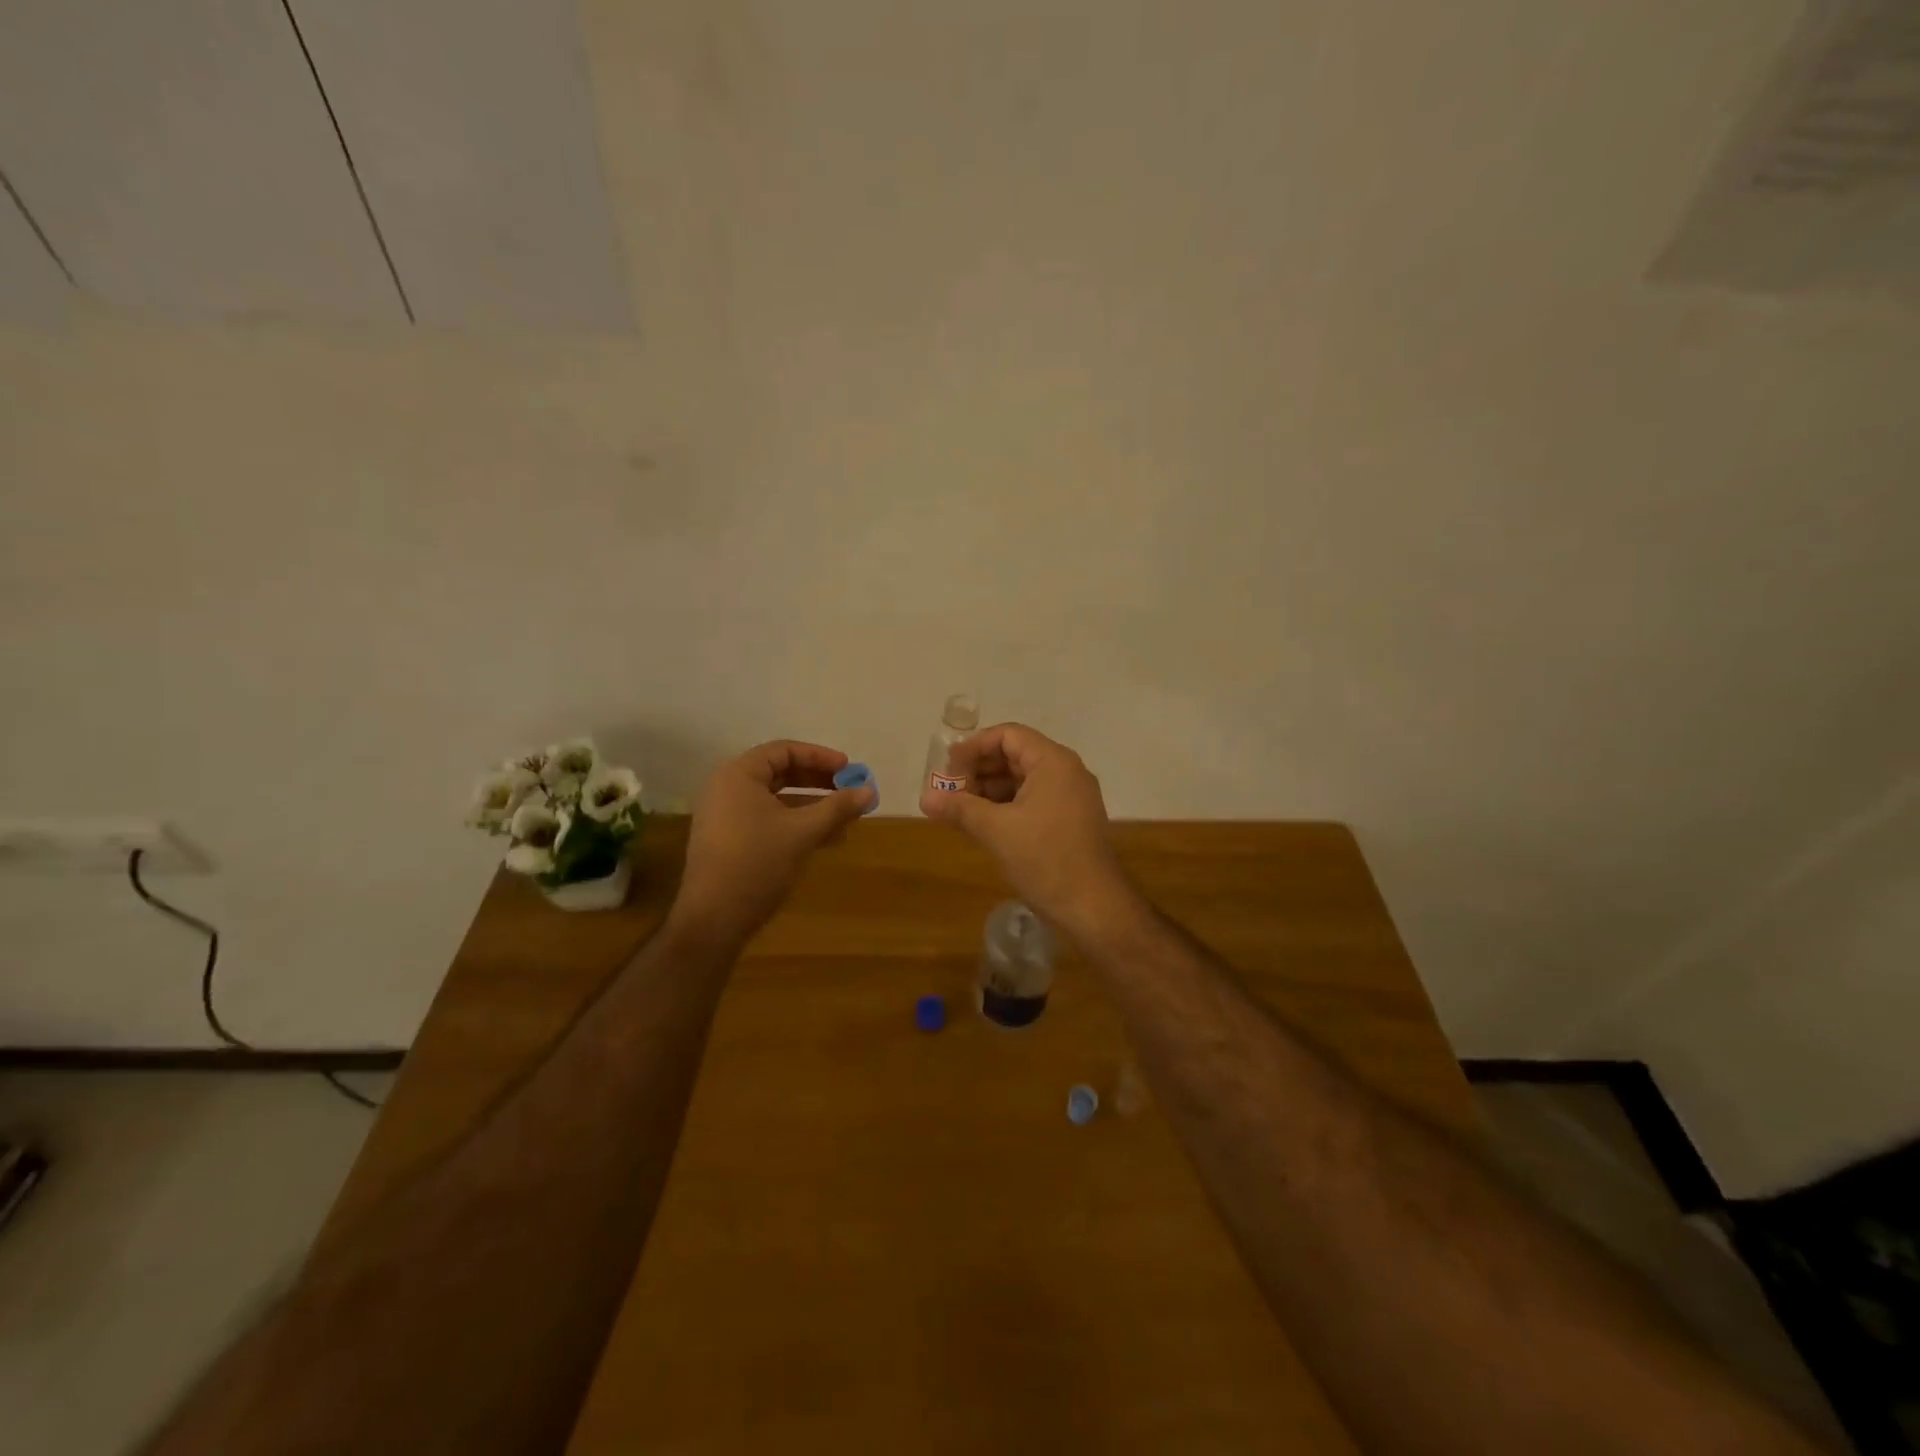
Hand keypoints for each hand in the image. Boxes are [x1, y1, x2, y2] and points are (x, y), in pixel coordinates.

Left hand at [673, 741, 874, 940]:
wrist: (713, 919)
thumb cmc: (757, 864)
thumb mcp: (803, 832)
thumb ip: (837, 807)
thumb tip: (870, 790)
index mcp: (739, 775)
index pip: (784, 751)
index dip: (820, 757)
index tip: (849, 769)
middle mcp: (728, 789)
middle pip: (780, 773)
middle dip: (819, 782)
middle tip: (849, 791)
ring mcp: (726, 816)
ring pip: (777, 800)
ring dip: (812, 806)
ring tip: (845, 819)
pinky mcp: (729, 840)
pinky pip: (768, 820)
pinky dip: (796, 824)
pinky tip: (825, 839)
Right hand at [918, 723, 1136, 935]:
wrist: (1093, 907)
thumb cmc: (1045, 859)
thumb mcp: (996, 830)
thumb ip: (959, 808)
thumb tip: (925, 798)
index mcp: (1053, 762)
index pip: (1008, 735)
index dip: (974, 747)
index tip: (947, 769)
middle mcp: (1066, 772)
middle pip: (1015, 755)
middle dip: (978, 771)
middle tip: (949, 792)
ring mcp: (1071, 797)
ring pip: (1022, 780)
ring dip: (989, 791)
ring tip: (959, 811)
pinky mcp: (1070, 821)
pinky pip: (1032, 801)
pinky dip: (1006, 807)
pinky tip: (982, 825)